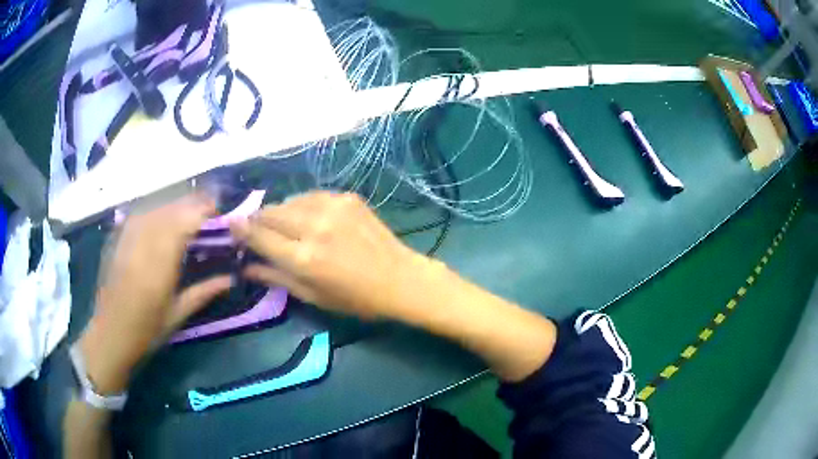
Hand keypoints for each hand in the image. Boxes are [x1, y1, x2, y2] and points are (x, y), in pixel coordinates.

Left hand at [78, 194, 231, 393]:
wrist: (110, 333)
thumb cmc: (146, 331)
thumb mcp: (177, 315)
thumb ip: (203, 292)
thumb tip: (230, 279)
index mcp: (159, 267)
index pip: (183, 224)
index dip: (202, 210)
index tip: (219, 210)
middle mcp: (142, 246)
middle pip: (169, 210)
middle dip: (191, 204)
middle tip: (208, 209)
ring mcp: (127, 239)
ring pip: (155, 208)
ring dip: (174, 206)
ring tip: (188, 212)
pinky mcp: (117, 239)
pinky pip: (139, 215)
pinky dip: (156, 211)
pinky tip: (162, 217)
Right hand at [231, 192, 438, 319]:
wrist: (400, 278)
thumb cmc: (355, 298)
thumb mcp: (313, 296)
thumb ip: (276, 278)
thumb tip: (246, 266)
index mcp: (303, 258)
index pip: (260, 236)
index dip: (241, 229)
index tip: (230, 224)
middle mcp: (314, 227)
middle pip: (270, 212)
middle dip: (258, 219)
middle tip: (256, 228)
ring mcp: (332, 207)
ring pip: (289, 200)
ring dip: (279, 211)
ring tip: (282, 224)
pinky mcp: (347, 197)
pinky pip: (311, 196)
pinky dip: (302, 205)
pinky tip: (307, 217)